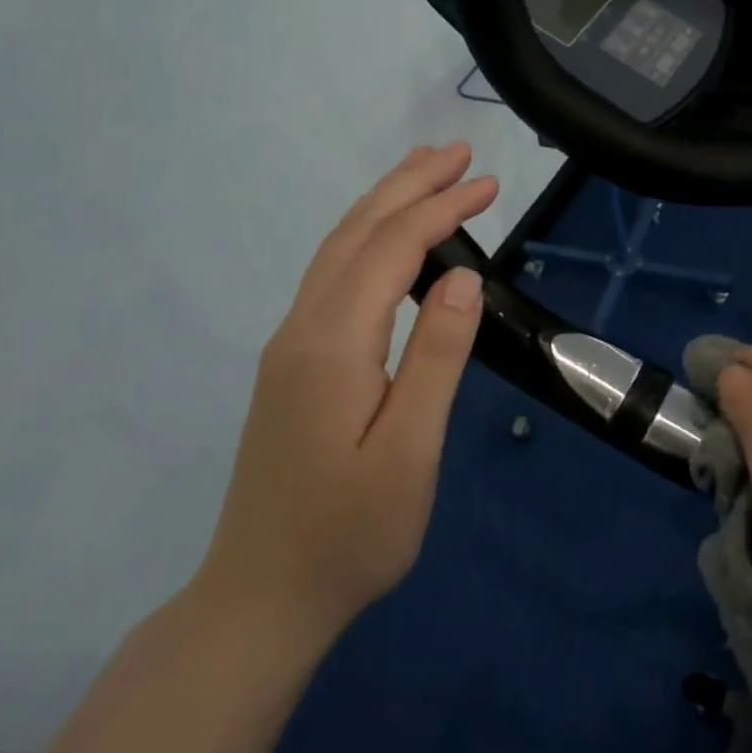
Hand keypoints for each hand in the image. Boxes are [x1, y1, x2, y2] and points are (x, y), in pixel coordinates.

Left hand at [195, 143, 496, 636]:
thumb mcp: (410, 452)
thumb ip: (435, 358)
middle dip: (408, 185)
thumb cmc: (349, 534)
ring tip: (425, 172)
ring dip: (384, 203)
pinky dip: (366, 237)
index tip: (490, 183)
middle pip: (356, 232)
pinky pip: (331, 275)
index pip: (392, 249)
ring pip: (337, 249)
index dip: (441, 208)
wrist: (261, 599)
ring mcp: (290, 345)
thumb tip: (463, 277)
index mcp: (331, 344)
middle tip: (458, 152)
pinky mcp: (292, 364)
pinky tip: (387, 241)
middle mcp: (302, 328)